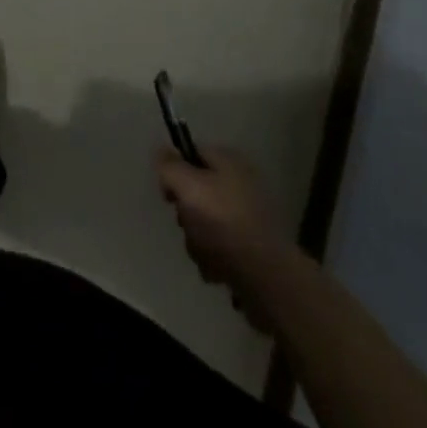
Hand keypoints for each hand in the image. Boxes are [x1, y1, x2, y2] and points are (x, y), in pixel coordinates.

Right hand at [156, 147, 296, 332]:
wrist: (266, 277)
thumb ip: (169, 166)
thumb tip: (161, 150)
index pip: (191, 154)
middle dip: (186, 214)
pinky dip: (214, 258)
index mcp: (229, 161)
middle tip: (188, 225)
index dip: (174, 172)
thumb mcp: (188, 186)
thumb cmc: (223, 223)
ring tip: (206, 253)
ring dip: (197, 241)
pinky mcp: (252, 247)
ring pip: (205, 223)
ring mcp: (248, 217)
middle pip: (196, 192)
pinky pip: (220, 247)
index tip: (168, 196)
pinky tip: (217, 268)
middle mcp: (240, 183)